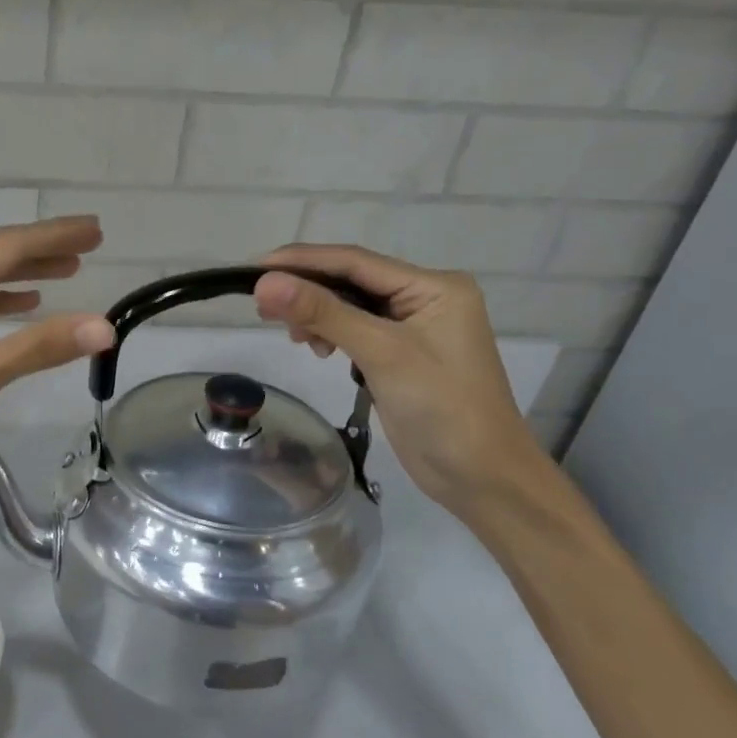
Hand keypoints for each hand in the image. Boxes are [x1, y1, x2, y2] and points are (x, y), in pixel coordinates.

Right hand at [252, 246, 546, 516]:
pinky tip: (316, 349)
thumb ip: (323, 313)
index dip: (303, 261)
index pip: (355, 261)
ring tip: (292, 336)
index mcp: (434, 286)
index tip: (255, 268)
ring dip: (315, 315)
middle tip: (262, 308)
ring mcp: (411, 327)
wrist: (481, 477)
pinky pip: (353, 330)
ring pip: (347, 305)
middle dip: (305, 291)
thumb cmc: (442, 407)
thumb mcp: (381, 353)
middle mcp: (424, 298)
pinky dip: (329, 334)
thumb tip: (265, 283)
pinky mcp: (398, 355)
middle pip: (350, 280)